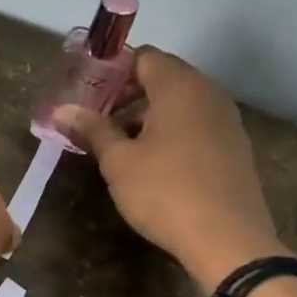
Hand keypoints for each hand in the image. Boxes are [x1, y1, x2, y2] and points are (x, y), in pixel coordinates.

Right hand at [57, 47, 284, 291]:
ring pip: (180, 105)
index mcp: (179, 86)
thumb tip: (62, 110)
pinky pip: (196, 126)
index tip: (88, 98)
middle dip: (127, 98)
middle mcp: (208, 93)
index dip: (113, 73)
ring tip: (120, 149)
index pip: (144, 57)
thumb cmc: (165, 192)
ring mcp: (227, 120)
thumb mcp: (118, 161)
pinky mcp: (234, 147)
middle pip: (163, 79)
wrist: (227, 239)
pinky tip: (153, 166)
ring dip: (148, 118)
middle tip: (97, 125)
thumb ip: (92, 129)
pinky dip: (171, 134)